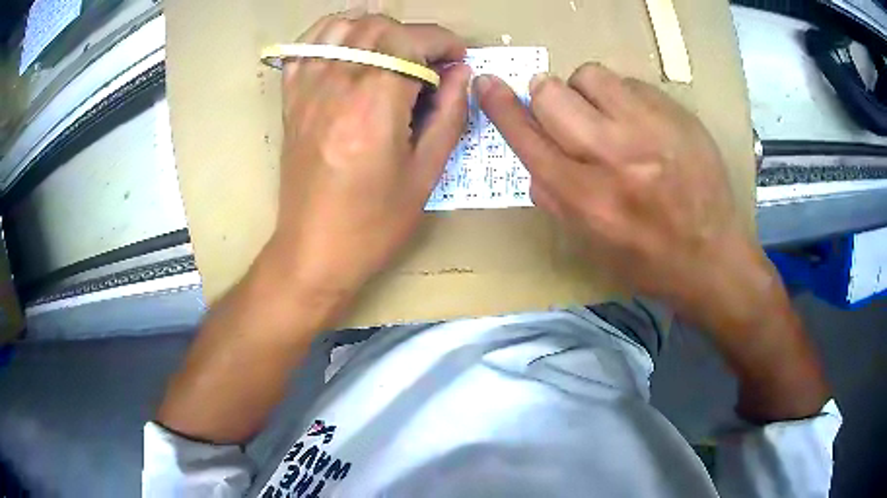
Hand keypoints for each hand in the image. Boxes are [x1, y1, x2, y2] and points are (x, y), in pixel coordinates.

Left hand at [266, 13, 469, 301]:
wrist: (313, 251)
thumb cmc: (373, 224)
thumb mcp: (426, 174)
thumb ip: (449, 114)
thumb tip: (461, 73)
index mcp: (374, 104)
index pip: (412, 41)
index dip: (443, 42)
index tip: (458, 59)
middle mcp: (336, 85)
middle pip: (379, 26)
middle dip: (415, 35)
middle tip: (430, 63)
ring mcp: (308, 88)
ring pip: (343, 25)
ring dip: (377, 27)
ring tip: (395, 50)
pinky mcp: (292, 98)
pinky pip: (308, 45)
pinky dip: (333, 32)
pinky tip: (351, 45)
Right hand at [475, 64, 770, 330]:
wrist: (713, 257)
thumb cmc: (648, 260)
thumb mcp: (590, 244)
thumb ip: (554, 198)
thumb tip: (533, 156)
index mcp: (586, 198)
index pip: (527, 137)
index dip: (500, 106)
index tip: (486, 83)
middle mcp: (614, 156)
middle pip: (552, 93)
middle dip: (547, 96)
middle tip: (566, 112)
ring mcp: (651, 129)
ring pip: (590, 75)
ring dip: (587, 91)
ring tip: (608, 115)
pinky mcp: (677, 115)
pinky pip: (631, 82)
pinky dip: (625, 97)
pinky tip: (643, 123)